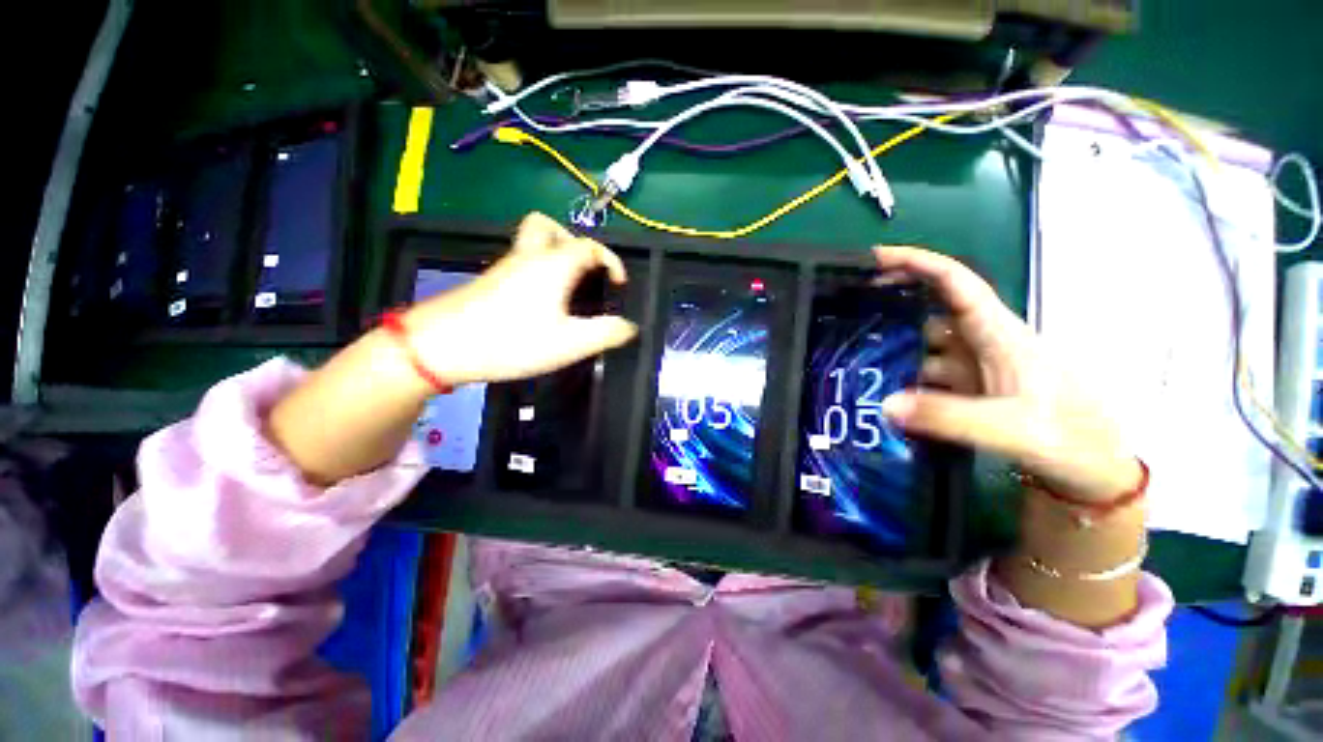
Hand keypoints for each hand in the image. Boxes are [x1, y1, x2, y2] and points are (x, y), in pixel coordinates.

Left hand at [407, 213, 638, 384]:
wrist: (441, 346)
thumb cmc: (513, 341)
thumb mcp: (570, 343)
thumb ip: (606, 333)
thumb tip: (630, 327)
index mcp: (554, 264)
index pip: (591, 246)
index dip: (611, 261)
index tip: (619, 285)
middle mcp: (529, 256)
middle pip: (548, 226)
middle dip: (574, 243)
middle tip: (584, 271)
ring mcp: (505, 266)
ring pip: (531, 242)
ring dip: (554, 254)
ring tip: (567, 287)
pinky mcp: (490, 281)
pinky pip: (520, 261)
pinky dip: (537, 270)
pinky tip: (541, 303)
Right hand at [874, 246, 1140, 501]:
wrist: (1093, 470)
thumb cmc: (1069, 438)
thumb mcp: (1013, 429)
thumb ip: (949, 417)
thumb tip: (885, 404)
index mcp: (998, 334)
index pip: (955, 283)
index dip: (917, 263)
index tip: (876, 258)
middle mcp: (981, 343)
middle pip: (930, 309)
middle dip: (890, 303)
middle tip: (844, 310)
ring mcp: (971, 368)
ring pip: (922, 345)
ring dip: (890, 346)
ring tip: (848, 353)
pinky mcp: (966, 390)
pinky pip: (923, 374)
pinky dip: (899, 378)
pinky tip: (875, 388)